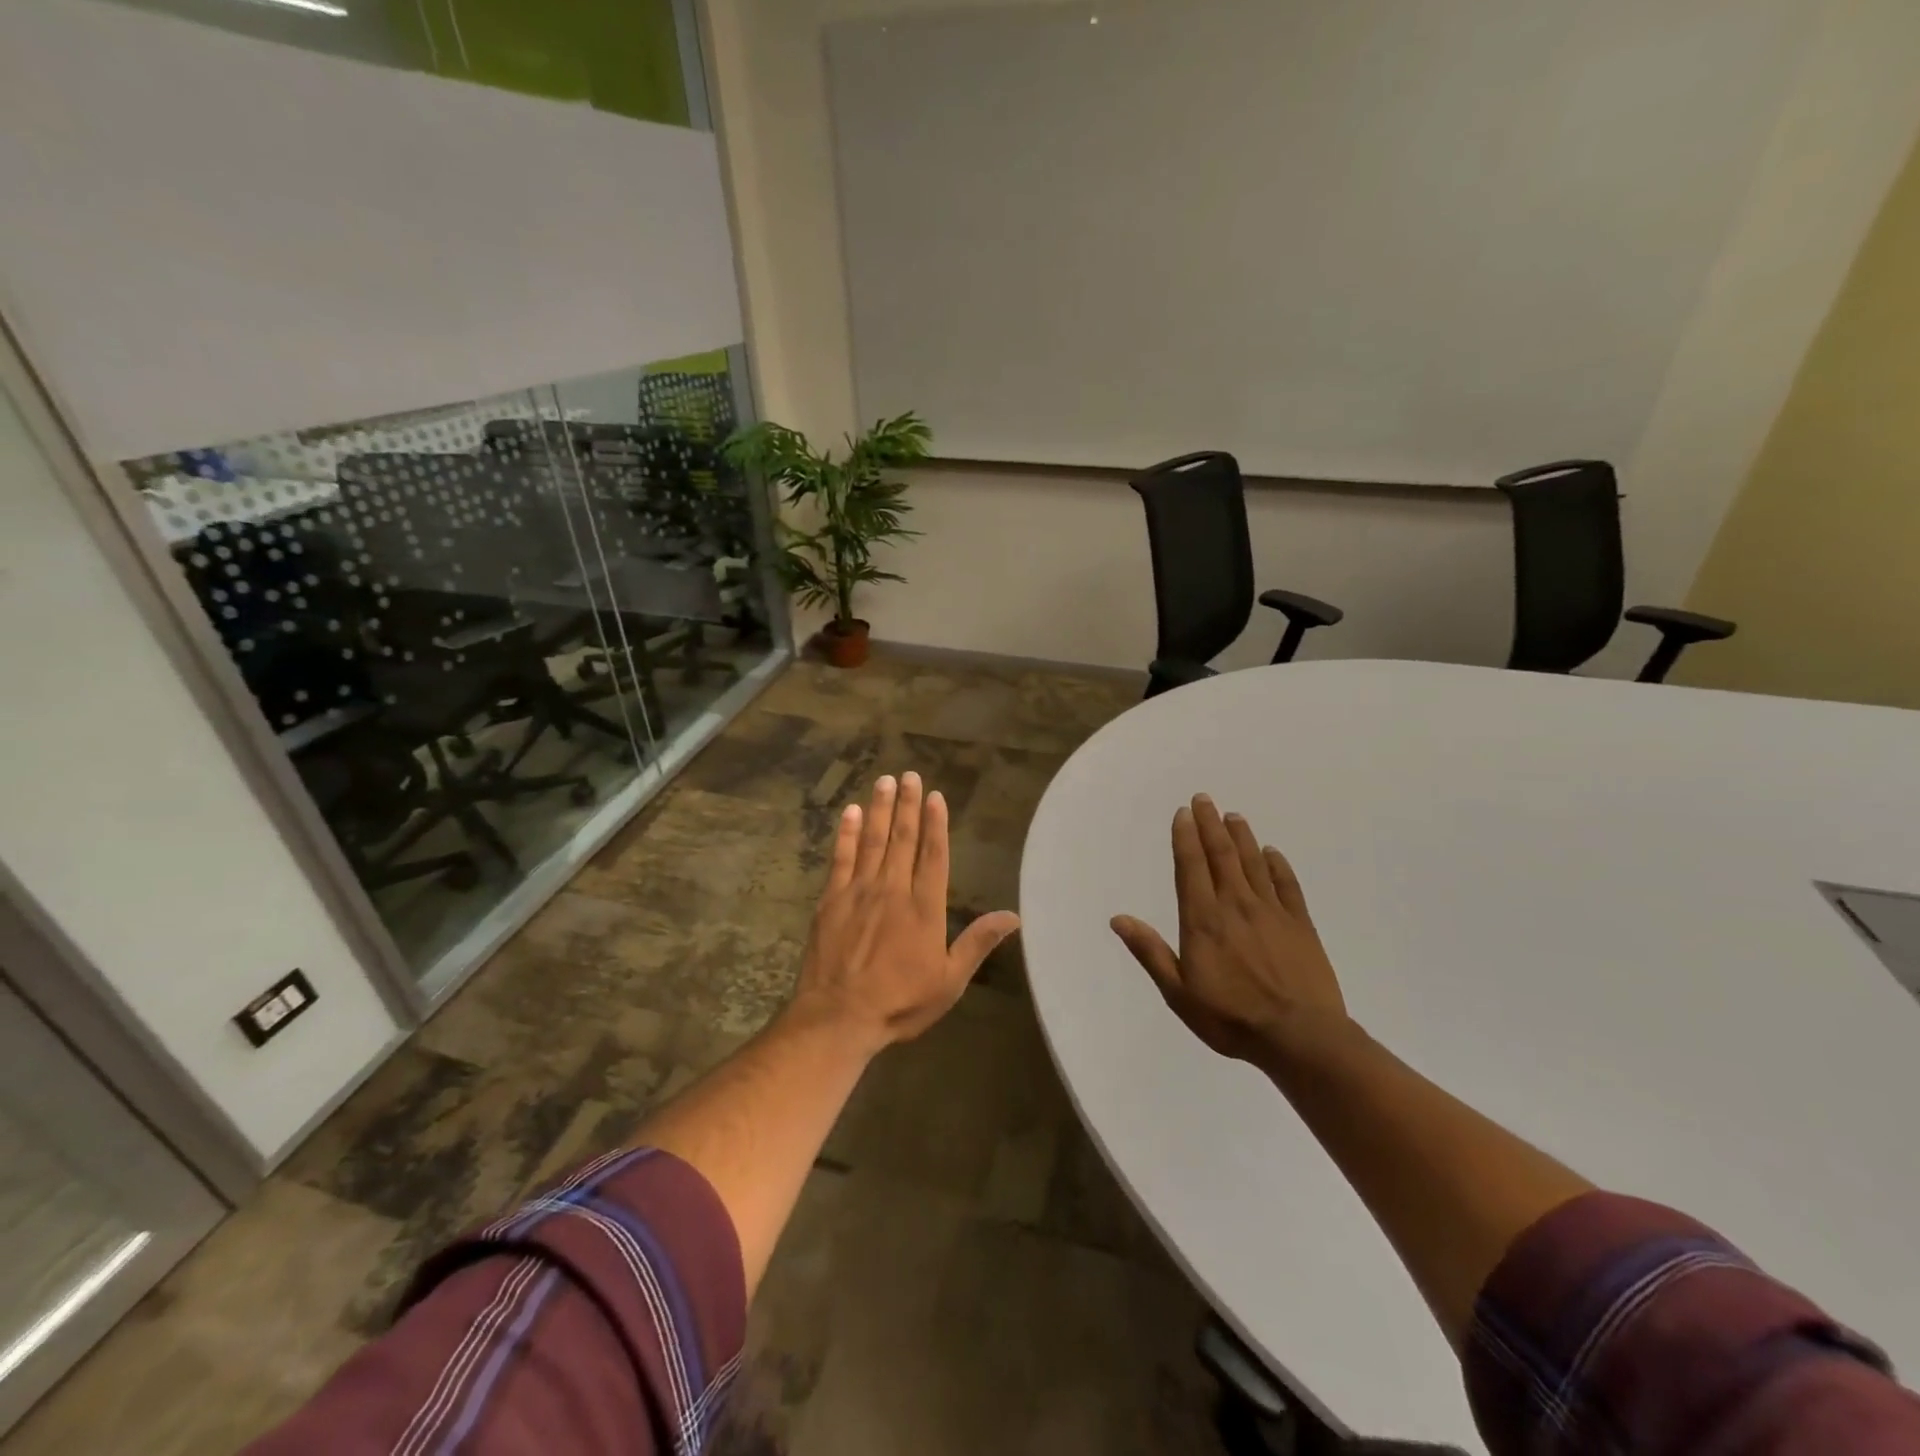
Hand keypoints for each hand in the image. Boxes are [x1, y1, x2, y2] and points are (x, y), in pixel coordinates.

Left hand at [788, 772, 1020, 1054]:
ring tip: (885, 781)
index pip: (933, 855)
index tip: (936, 796)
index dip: (936, 824)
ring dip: (880, 809)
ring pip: (873, 840)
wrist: (838, 1018)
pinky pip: (841, 858)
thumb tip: (1014, 916)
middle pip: (903, 839)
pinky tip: (851, 812)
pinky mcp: (831, 900)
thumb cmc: (899, 1002)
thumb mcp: (949, 981)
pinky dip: (846, 833)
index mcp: (924, 908)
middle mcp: (893, 890)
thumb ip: (977, 943)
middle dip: (908, 805)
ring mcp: (858, 892)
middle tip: (910, 775)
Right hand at [1111, 794, 1348, 1065]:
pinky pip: (1287, 885)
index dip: (1186, 838)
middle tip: (1204, 799)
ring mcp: (1271, 912)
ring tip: (1233, 816)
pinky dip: (1278, 865)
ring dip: (1241, 837)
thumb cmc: (1231, 1018)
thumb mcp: (1179, 993)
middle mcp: (1235, 905)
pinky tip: (1272, 852)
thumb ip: (1150, 952)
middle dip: (1210, 825)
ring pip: (1253, 863)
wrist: (1301, 1038)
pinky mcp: (1300, 924)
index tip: (1183, 813)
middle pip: (1221, 855)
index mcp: (1203, 920)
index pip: (1191, 867)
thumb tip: (1119, 919)